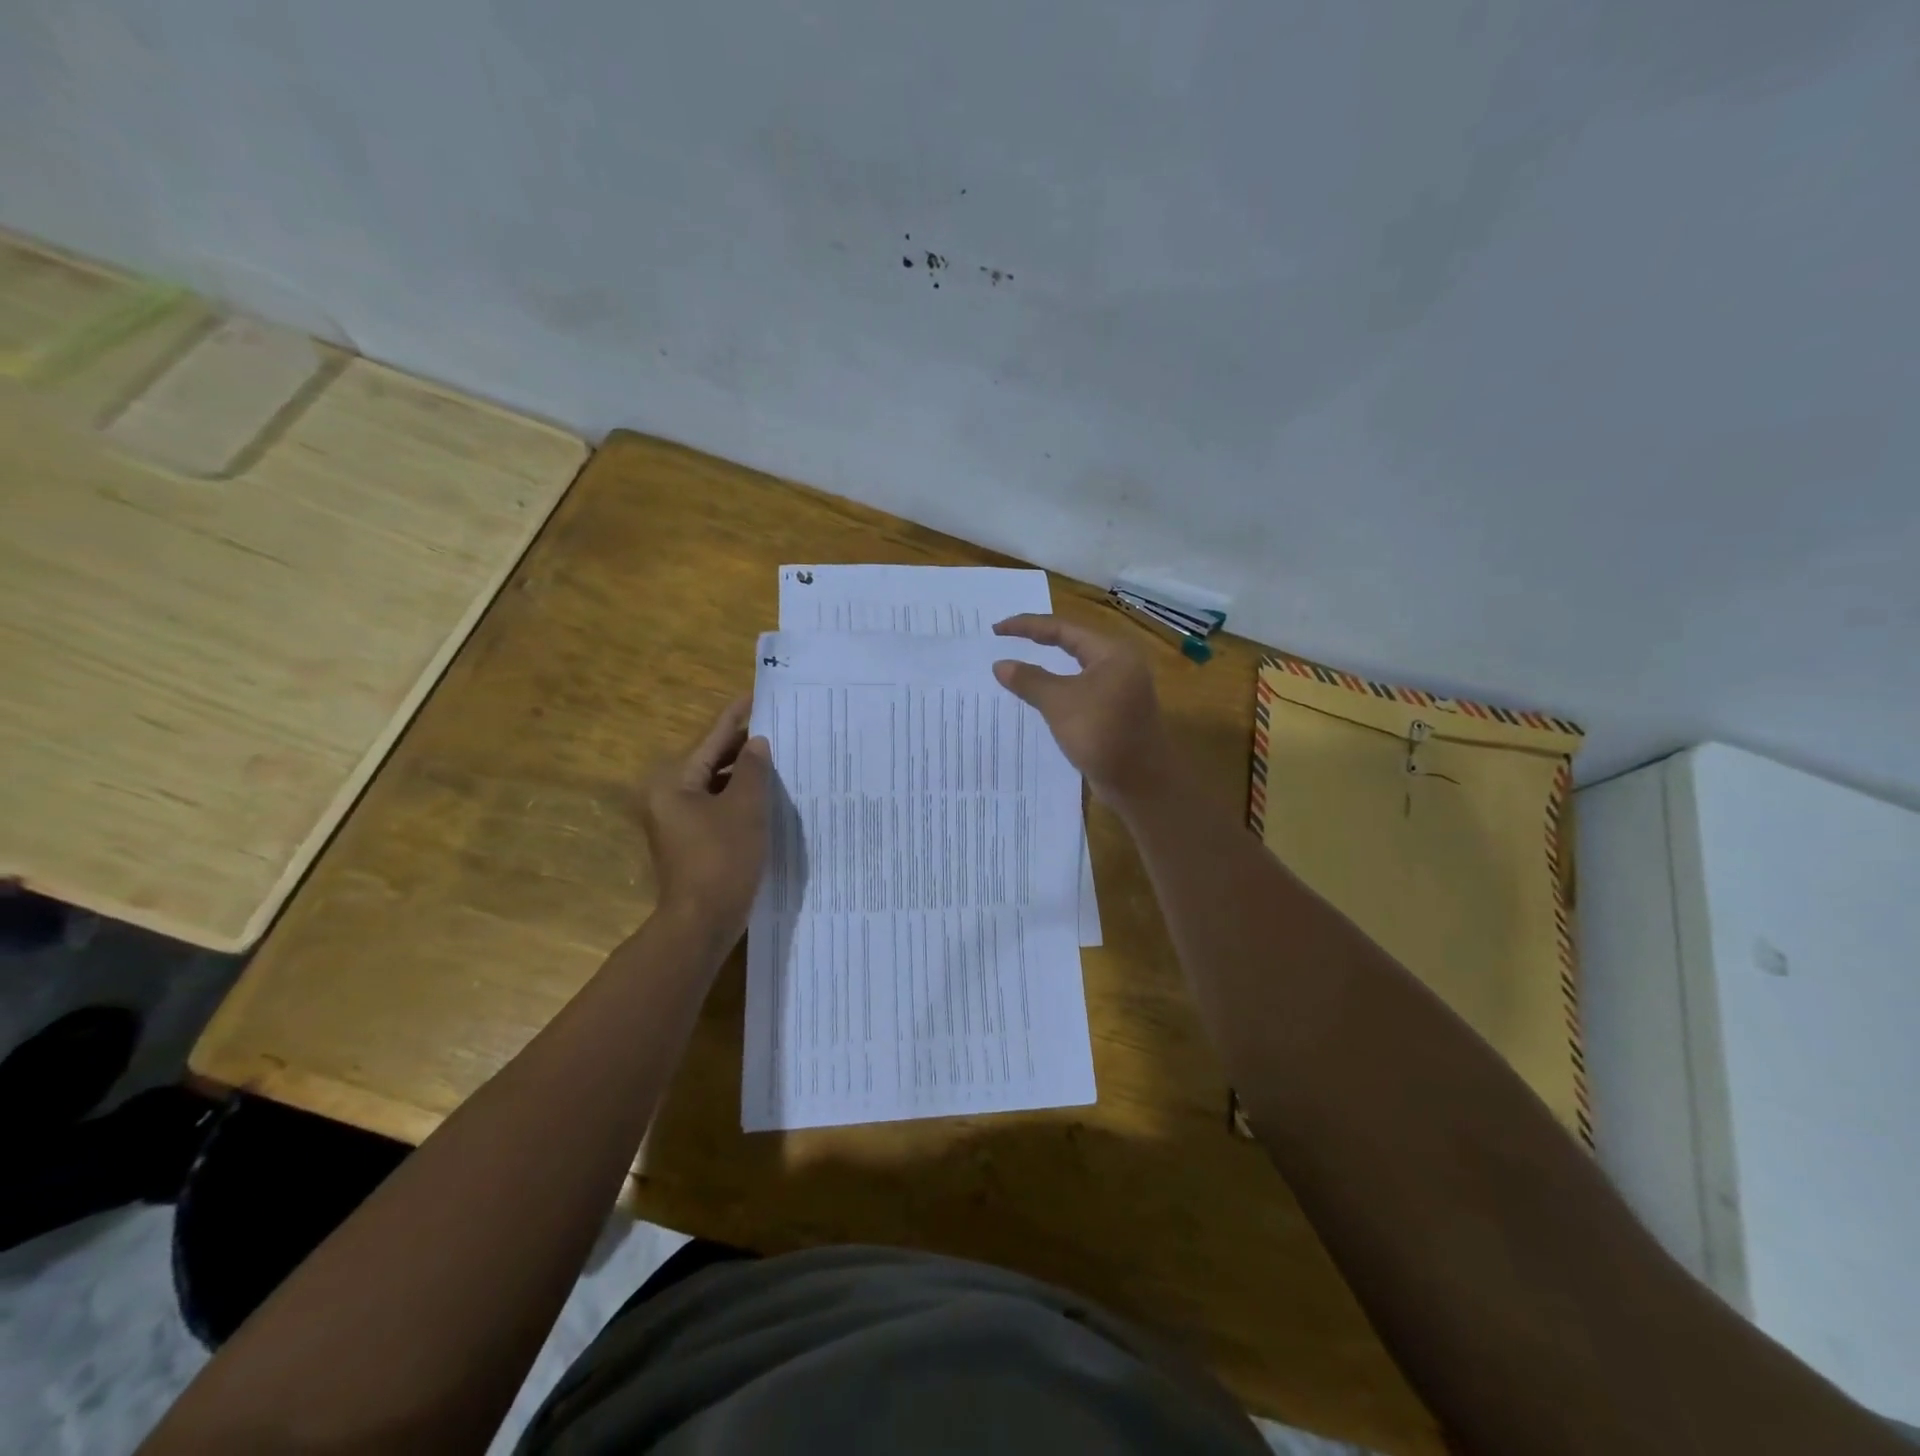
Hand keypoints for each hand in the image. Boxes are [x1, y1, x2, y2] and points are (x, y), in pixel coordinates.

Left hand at [638, 697, 771, 938]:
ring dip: (745, 776)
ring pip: (716, 787)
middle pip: (712, 762)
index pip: (712, 739)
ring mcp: (679, 822)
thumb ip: (754, 771)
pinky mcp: (692, 843)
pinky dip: (740, 800)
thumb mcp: (745, 809)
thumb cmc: (722, 859)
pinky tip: (767, 798)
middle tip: (778, 729)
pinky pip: (718, 809)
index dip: (736, 717)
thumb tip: (758, 744)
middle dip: (744, 748)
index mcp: (674, 783)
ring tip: (779, 759)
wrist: (702, 922)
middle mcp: (669, 798)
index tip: (756, 695)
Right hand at [992, 614, 1174, 805]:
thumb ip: (1029, 679)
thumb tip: (1000, 664)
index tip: (996, 630)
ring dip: (1048, 667)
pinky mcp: (1116, 711)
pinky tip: (1040, 696)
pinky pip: (1081, 691)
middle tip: (1006, 639)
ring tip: (1018, 664)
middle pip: (1073, 643)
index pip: (1063, 629)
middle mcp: (1120, 664)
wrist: (1140, 783)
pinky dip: (1059, 688)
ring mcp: (1120, 689)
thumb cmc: (1101, 734)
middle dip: (1039, 640)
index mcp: (1112, 652)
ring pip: (1077, 669)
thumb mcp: (1059, 703)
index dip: (1027, 626)